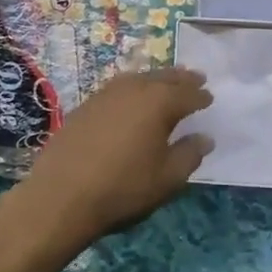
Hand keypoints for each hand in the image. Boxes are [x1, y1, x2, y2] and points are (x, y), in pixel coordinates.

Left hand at [16, 67, 214, 249]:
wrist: (61, 194)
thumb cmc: (123, 187)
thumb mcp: (167, 178)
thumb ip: (189, 154)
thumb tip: (205, 137)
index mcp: (159, 102)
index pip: (187, 93)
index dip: (200, 95)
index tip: (210, 97)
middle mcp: (134, 89)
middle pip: (163, 78)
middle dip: (181, 79)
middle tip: (195, 77)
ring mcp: (106, 94)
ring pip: (138, 78)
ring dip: (156, 79)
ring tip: (165, 83)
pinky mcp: (86, 105)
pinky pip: (118, 87)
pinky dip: (132, 87)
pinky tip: (131, 98)